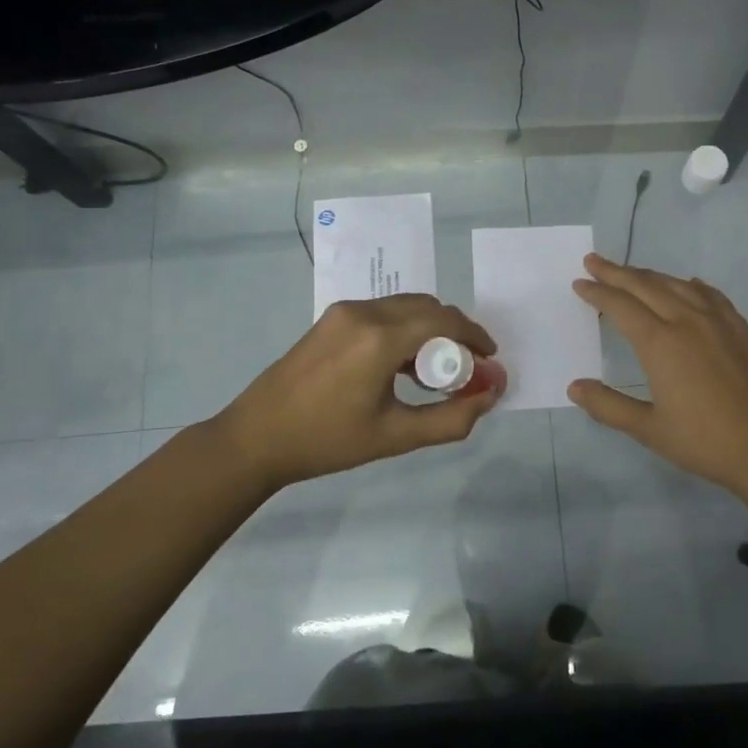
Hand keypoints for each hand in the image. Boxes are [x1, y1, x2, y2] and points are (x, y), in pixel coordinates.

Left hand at [216, 294, 504, 490]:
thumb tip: (491, 396)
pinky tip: (402, 365)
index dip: (475, 337)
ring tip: (435, 371)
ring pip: (405, 306)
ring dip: (429, 329)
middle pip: (427, 307)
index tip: (490, 360)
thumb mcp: (396, 436)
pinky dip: (405, 329)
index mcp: (380, 338)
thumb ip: (451, 418)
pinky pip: (383, 312)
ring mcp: (344, 312)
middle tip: (466, 368)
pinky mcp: (331, 318)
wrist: (257, 438)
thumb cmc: (328, 441)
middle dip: (455, 332)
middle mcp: (364, 312)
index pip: (444, 320)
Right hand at [569, 254, 747, 494]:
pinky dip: (692, 285)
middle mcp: (687, 322)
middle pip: (646, 286)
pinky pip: (711, 296)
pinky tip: (689, 284)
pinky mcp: (741, 330)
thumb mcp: (648, 429)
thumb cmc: (703, 441)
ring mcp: (718, 323)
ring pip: (678, 285)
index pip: (620, 305)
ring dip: (651, 275)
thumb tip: (574, 387)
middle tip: (594, 261)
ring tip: (633, 273)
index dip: (598, 292)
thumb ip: (608, 405)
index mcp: (660, 343)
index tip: (580, 282)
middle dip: (617, 273)